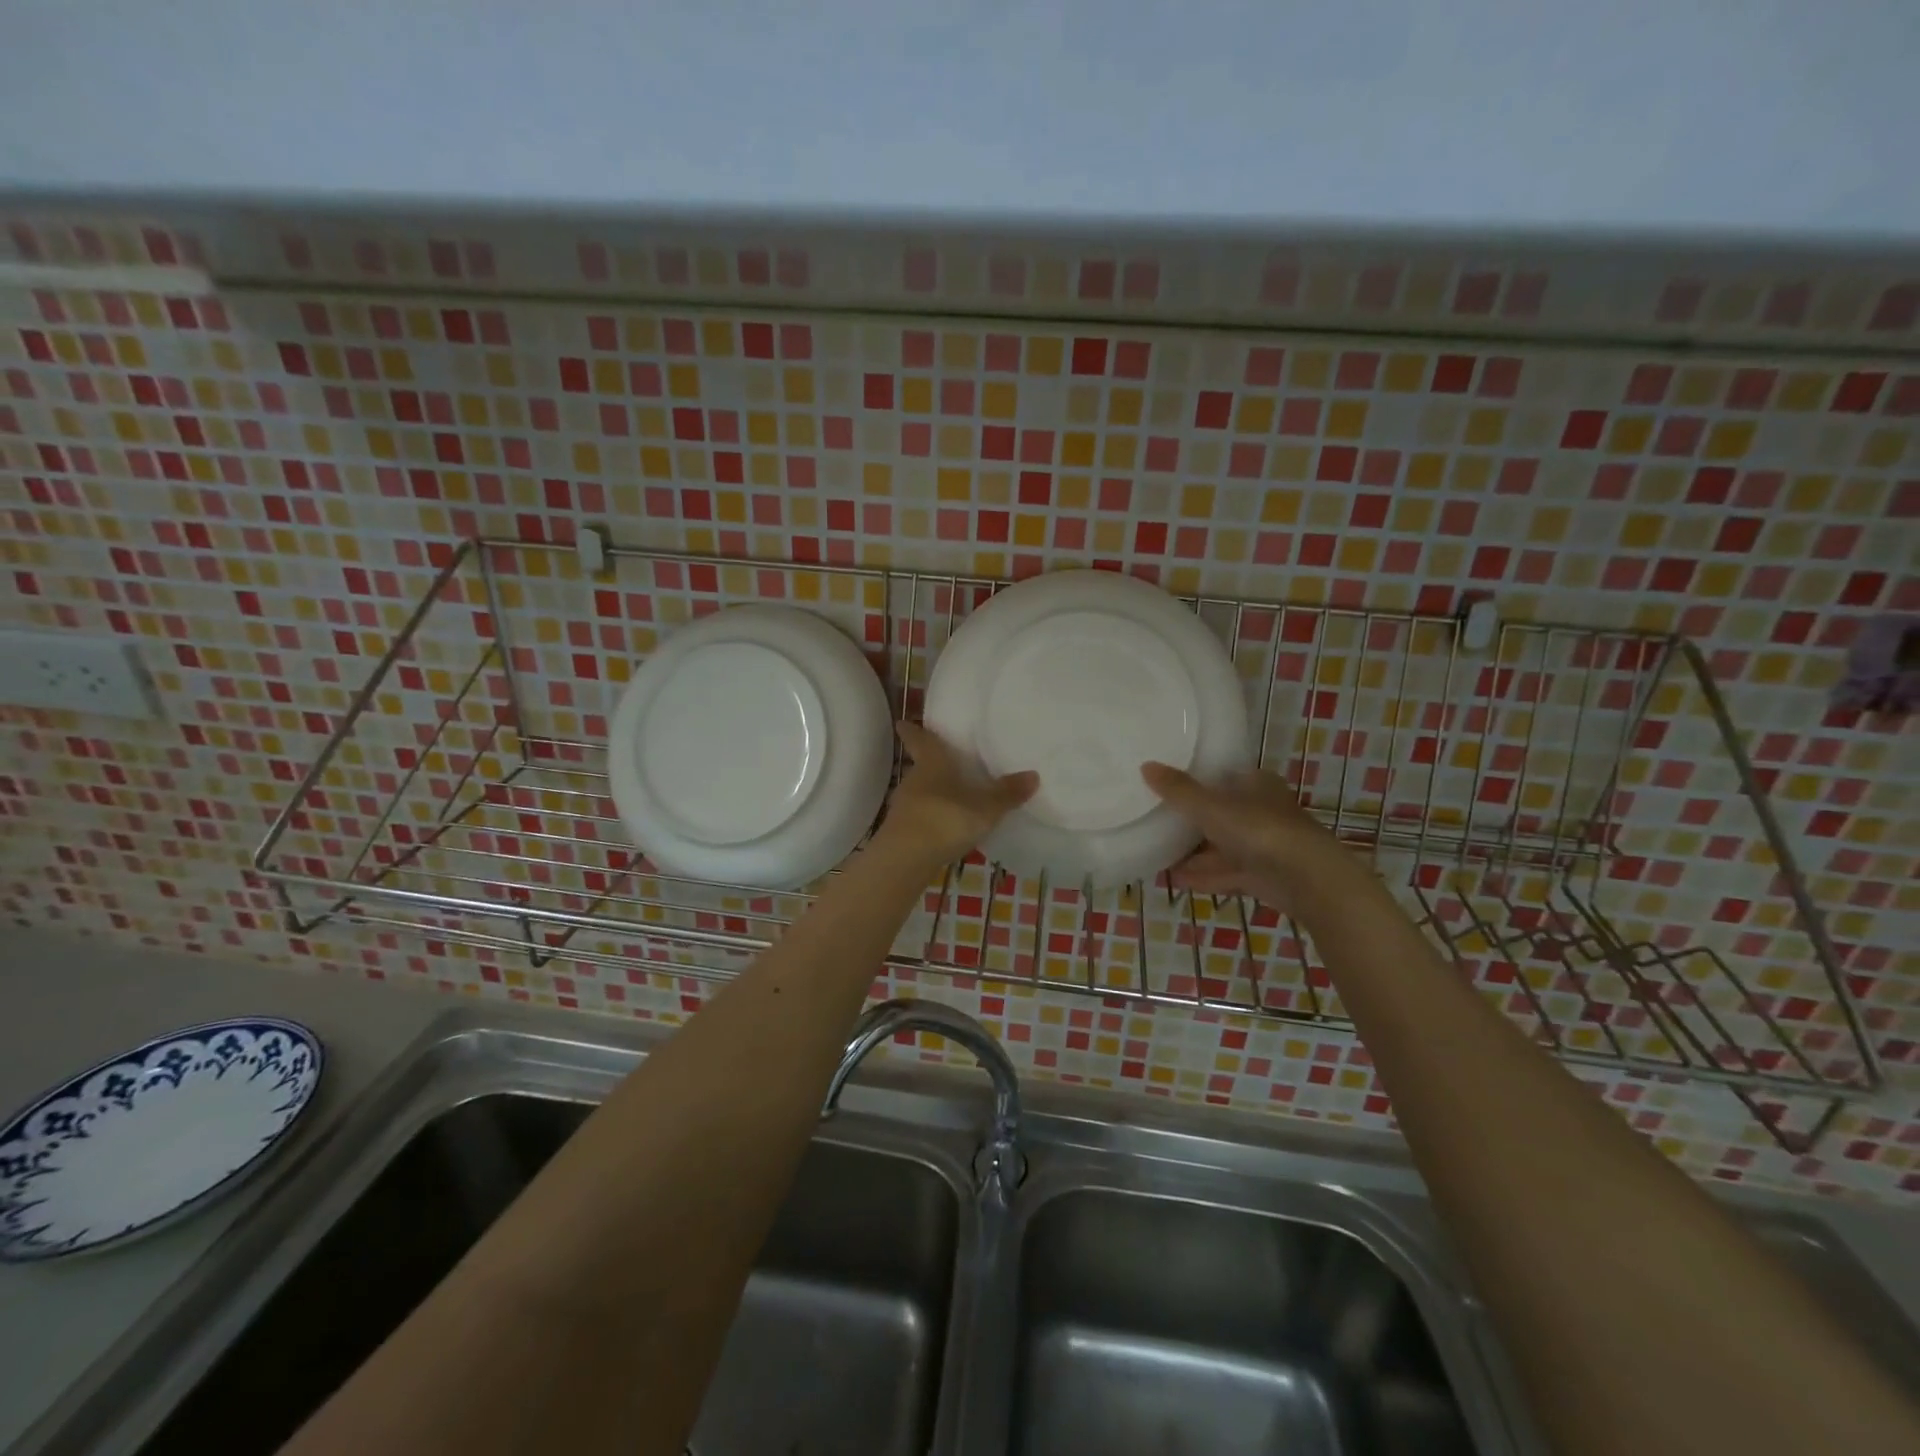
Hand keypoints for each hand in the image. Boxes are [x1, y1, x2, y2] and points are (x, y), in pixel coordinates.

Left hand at [879, 722, 1037, 866]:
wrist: (906, 858)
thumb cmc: (945, 819)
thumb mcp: (985, 808)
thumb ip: (1007, 793)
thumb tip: (1034, 774)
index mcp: (932, 764)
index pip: (920, 740)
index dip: (913, 731)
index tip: (903, 723)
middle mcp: (914, 780)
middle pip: (921, 767)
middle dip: (931, 764)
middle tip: (946, 762)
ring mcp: (904, 806)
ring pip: (919, 792)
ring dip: (932, 793)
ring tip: (951, 796)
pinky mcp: (901, 831)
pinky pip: (919, 816)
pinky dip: (930, 817)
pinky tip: (944, 827)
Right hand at [1140, 762, 1351, 908]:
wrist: (1308, 880)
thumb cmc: (1259, 830)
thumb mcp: (1211, 806)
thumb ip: (1178, 790)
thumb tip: (1146, 765)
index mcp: (1256, 784)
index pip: (1224, 776)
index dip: (1198, 780)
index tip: (1169, 787)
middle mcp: (1262, 811)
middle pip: (1221, 813)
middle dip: (1193, 820)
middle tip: (1158, 821)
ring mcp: (1265, 845)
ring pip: (1223, 845)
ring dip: (1195, 852)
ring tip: (1159, 854)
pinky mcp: (1264, 876)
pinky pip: (1227, 872)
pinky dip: (1204, 875)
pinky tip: (1177, 879)